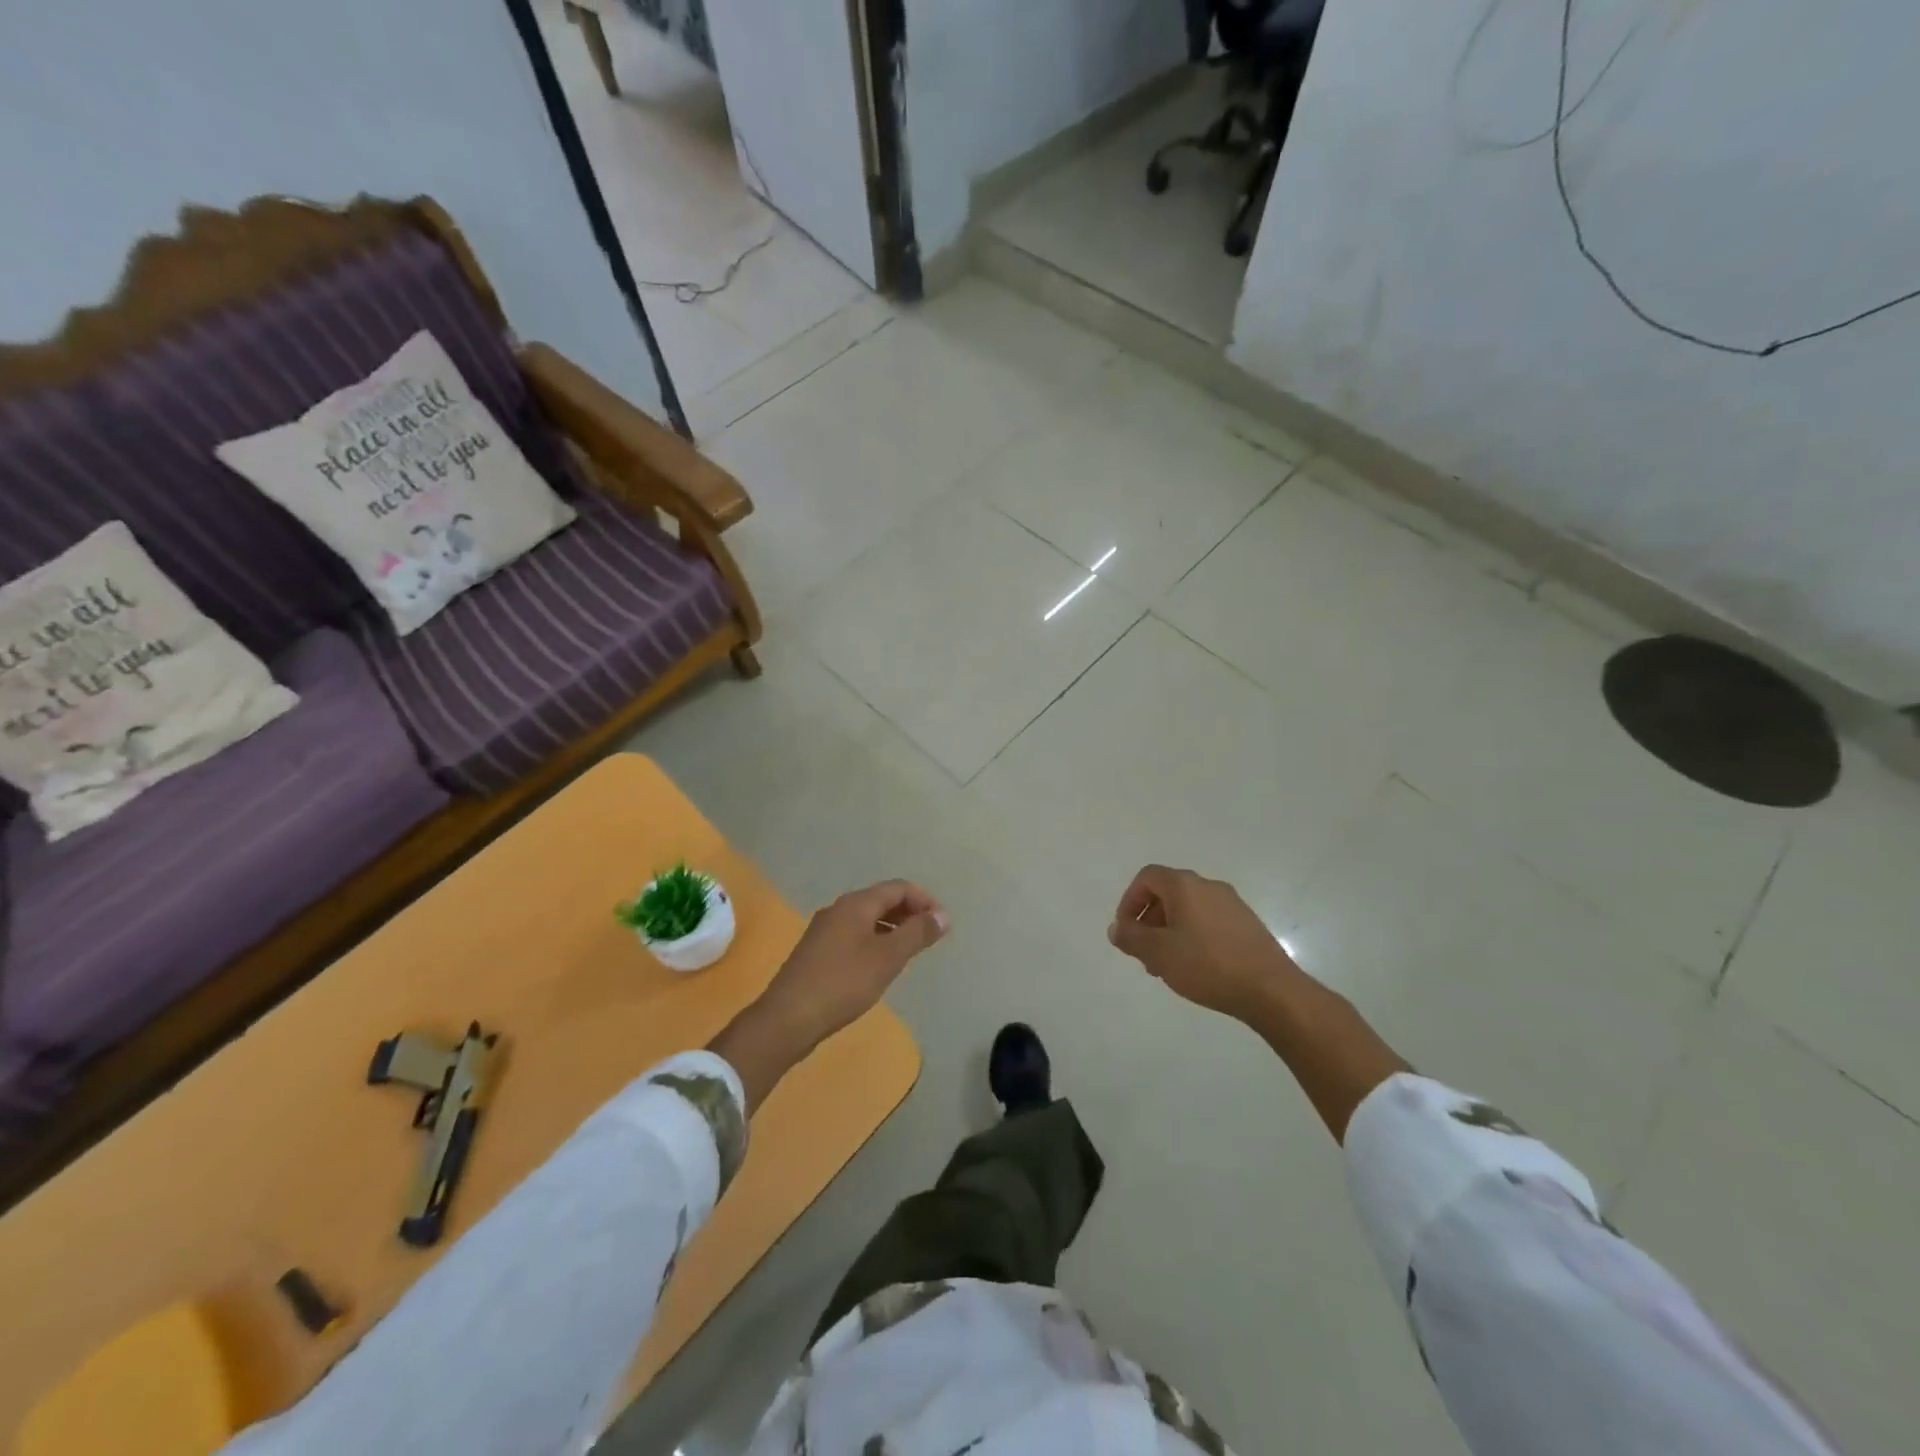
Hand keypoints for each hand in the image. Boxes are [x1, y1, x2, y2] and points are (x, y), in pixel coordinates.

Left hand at [715, 881, 947, 1110]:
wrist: (787, 1018)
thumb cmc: (843, 983)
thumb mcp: (887, 958)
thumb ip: (917, 933)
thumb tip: (943, 915)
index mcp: (856, 904)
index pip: (898, 888)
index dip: (924, 900)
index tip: (942, 925)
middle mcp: (838, 909)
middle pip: (881, 900)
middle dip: (909, 913)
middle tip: (930, 938)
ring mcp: (824, 930)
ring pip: (867, 919)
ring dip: (892, 928)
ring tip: (910, 952)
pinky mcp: (817, 952)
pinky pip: (854, 935)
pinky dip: (875, 941)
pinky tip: (879, 966)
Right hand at [1108, 865, 1297, 1022]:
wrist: (1271, 990)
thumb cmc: (1207, 965)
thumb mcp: (1158, 953)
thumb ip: (1132, 937)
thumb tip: (1117, 927)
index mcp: (1185, 885)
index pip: (1147, 877)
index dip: (1129, 901)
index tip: (1126, 931)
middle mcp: (1209, 886)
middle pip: (1168, 893)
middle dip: (1150, 920)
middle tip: (1144, 953)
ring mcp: (1232, 904)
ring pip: (1189, 909)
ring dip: (1170, 931)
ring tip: (1168, 966)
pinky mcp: (1248, 924)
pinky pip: (1209, 921)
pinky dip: (1193, 936)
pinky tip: (1196, 967)